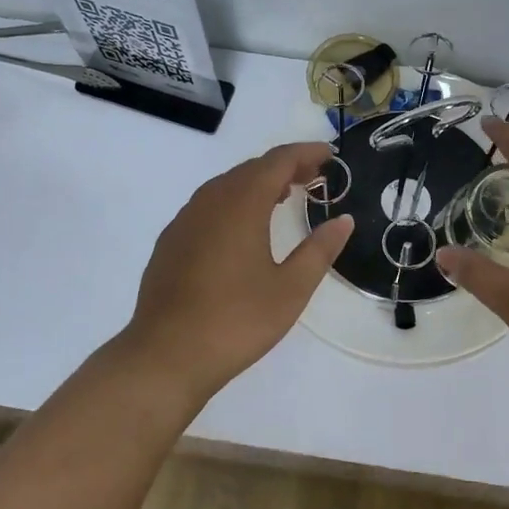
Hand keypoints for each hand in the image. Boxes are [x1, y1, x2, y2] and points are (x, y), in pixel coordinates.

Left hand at [120, 141, 354, 396]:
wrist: (165, 356)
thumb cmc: (236, 321)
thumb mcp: (290, 289)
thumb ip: (319, 250)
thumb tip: (343, 220)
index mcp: (241, 204)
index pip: (277, 161)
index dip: (305, 153)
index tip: (329, 155)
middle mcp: (210, 201)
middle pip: (250, 168)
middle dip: (283, 166)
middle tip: (313, 176)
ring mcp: (185, 221)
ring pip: (226, 185)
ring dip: (257, 183)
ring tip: (283, 196)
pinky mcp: (170, 242)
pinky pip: (207, 205)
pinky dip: (233, 201)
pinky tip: (242, 227)